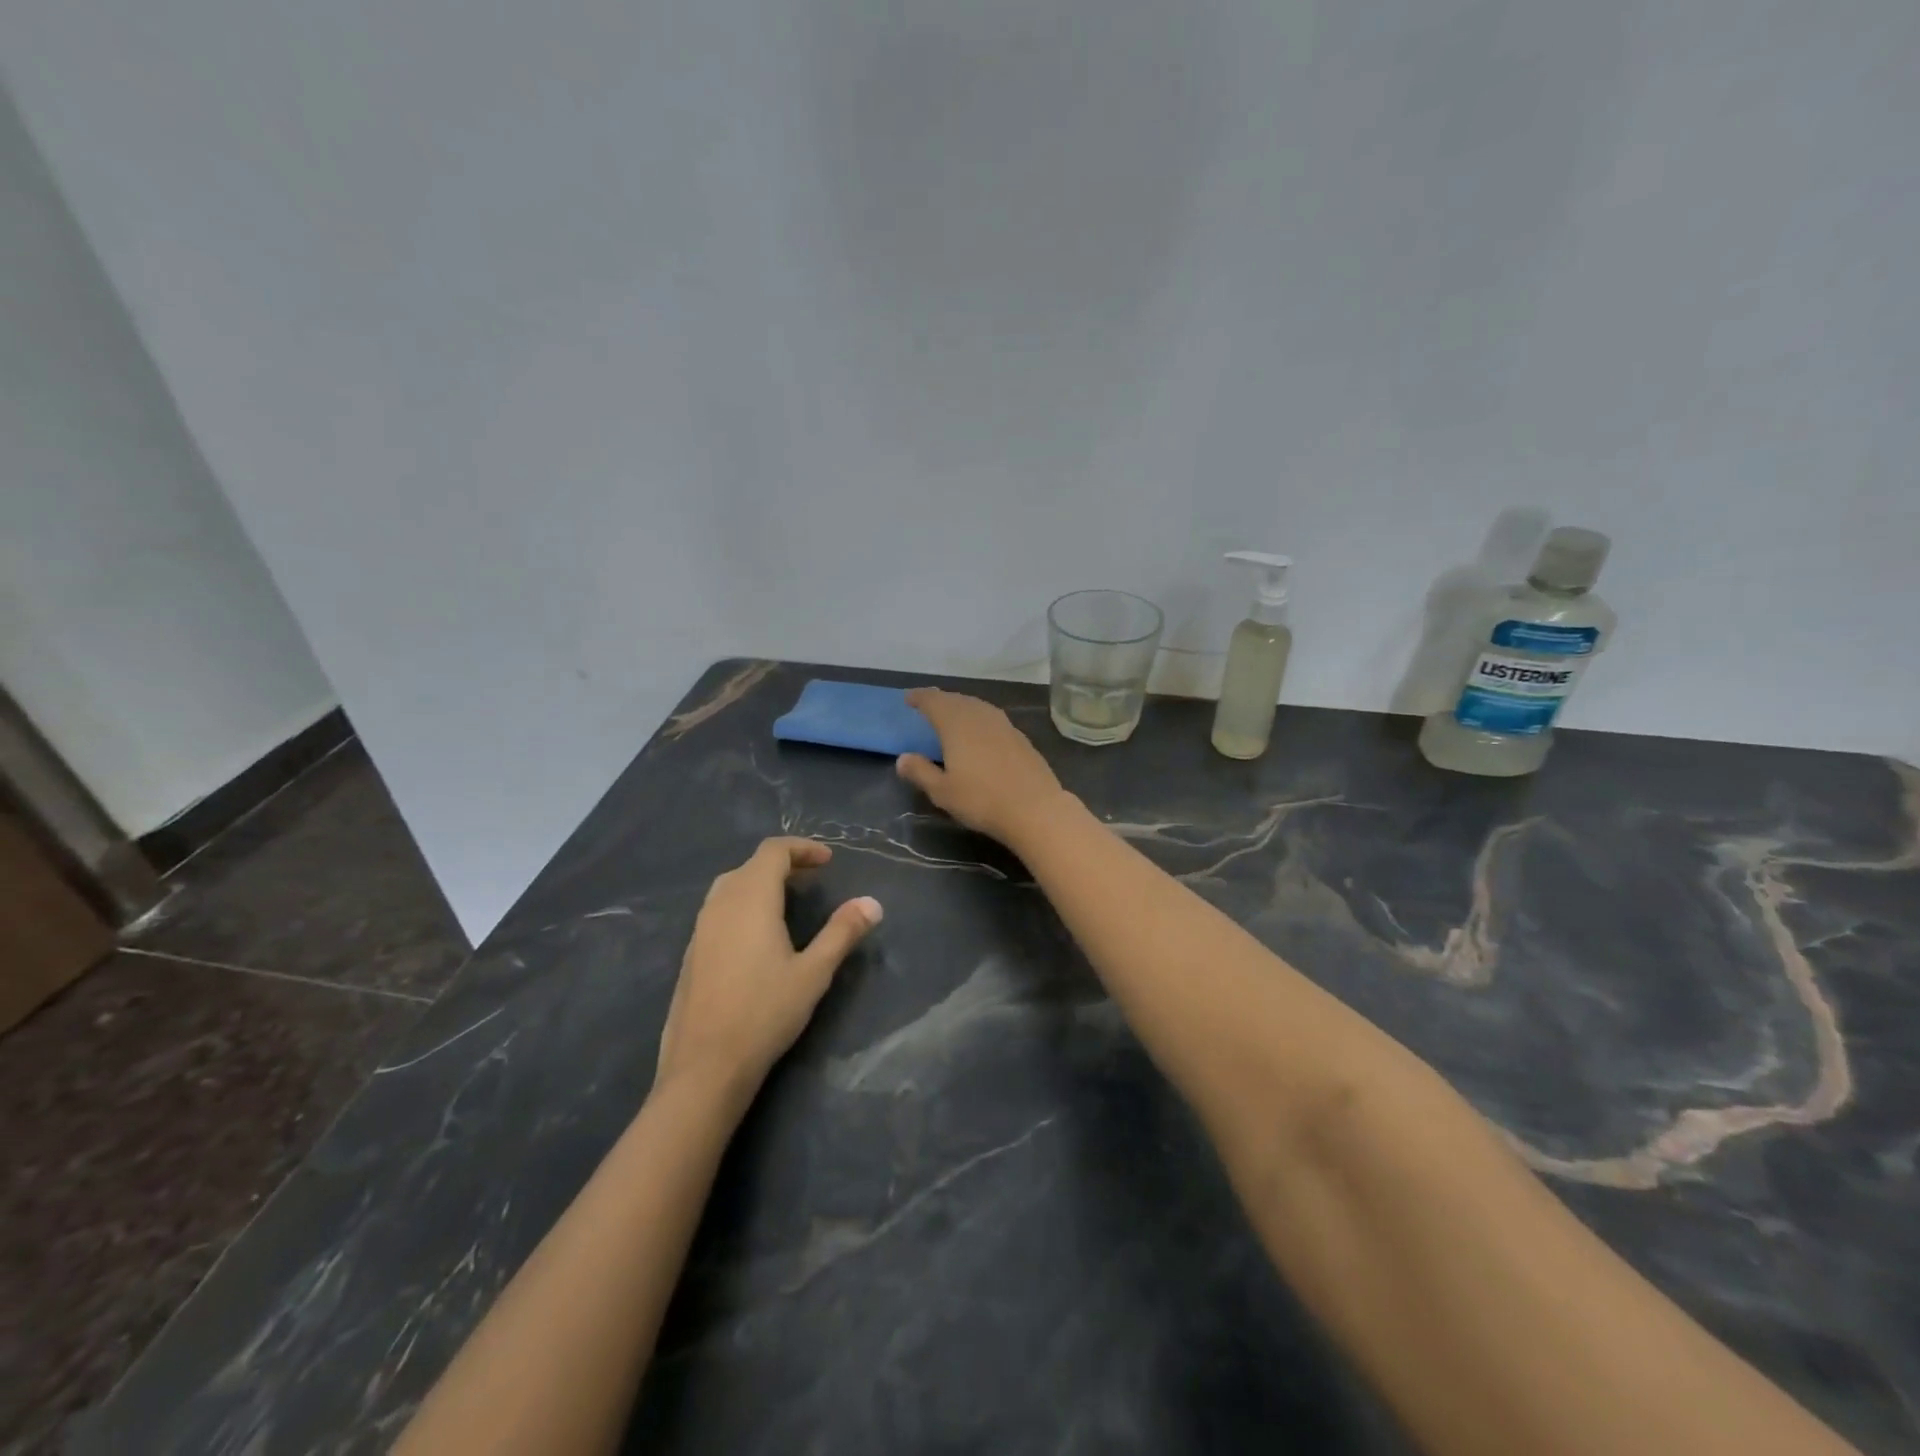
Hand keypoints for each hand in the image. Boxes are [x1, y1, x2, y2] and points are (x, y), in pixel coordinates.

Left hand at [656, 838, 879, 1096]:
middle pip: (751, 865)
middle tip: (813, 877)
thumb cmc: (764, 1013)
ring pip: (731, 886)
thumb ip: (842, 932)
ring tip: (789, 900)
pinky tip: (759, 934)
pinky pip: (719, 909)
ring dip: (761, 882)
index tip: (829, 860)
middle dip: (784, 863)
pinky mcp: (692, 953)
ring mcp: (700, 929)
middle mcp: (720, 904)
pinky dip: (744, 903)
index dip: (802, 848)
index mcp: (750, 899)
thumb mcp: (814, 973)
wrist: (704, 1067)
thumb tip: (873, 903)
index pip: (773, 851)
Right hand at [896, 688, 1070, 845]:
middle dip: (940, 700)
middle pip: (957, 700)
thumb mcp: (942, 792)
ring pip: (977, 706)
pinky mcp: (1020, 737)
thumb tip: (902, 758)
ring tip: (952, 715)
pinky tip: (980, 732)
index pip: (934, 701)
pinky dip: (979, 718)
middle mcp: (980, 716)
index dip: (920, 697)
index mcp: (956, 724)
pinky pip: (992, 718)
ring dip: (961, 706)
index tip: (909, 698)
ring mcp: (1004, 725)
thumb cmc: (982, 800)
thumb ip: (920, 772)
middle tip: (928, 704)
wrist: (1035, 808)